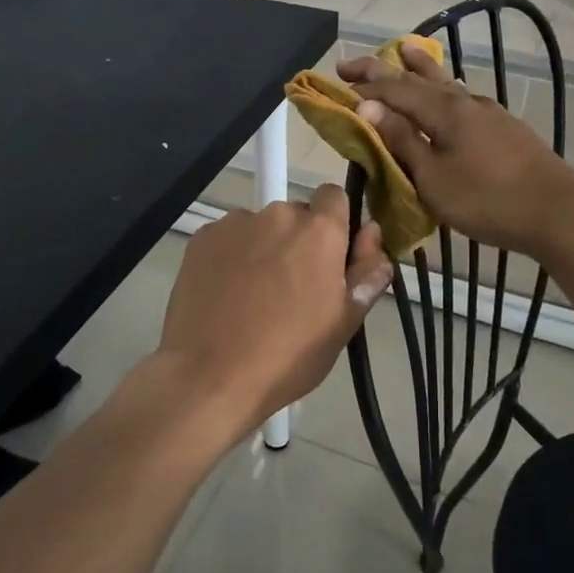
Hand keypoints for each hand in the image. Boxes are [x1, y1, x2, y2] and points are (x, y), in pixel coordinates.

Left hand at [157, 186, 390, 429]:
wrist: (211, 375)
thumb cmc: (289, 354)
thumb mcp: (345, 321)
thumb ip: (368, 270)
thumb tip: (372, 233)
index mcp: (319, 230)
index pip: (335, 196)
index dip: (336, 225)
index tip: (331, 261)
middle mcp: (277, 214)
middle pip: (296, 215)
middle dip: (299, 242)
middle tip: (293, 289)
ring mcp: (234, 224)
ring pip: (260, 228)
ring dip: (264, 248)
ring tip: (254, 296)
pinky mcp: (201, 240)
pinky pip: (228, 240)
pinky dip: (232, 257)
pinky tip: (227, 295)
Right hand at [337, 40, 573, 256]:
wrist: (556, 212)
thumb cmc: (487, 199)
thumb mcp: (433, 178)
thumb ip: (402, 141)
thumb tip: (369, 107)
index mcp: (445, 110)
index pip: (394, 89)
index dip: (365, 83)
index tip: (337, 77)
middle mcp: (466, 102)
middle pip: (420, 78)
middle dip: (386, 69)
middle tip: (355, 62)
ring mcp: (490, 113)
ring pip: (447, 83)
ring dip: (421, 70)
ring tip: (407, 53)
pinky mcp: (505, 129)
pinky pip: (463, 99)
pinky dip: (444, 90)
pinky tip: (450, 95)